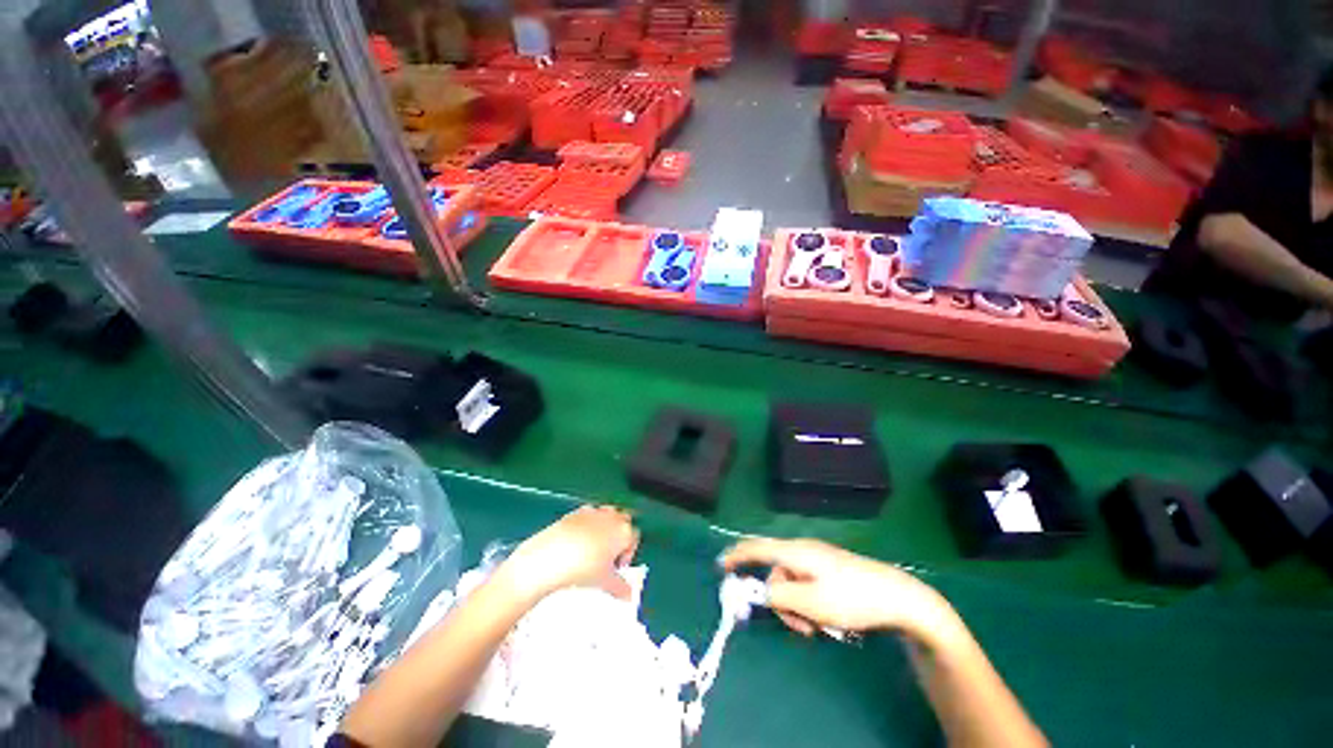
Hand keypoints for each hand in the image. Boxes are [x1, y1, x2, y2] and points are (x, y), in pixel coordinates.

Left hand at [498, 505, 639, 602]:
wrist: (549, 558)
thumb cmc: (582, 568)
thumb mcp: (605, 583)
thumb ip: (620, 587)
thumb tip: (628, 595)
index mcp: (624, 531)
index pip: (634, 537)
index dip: (628, 553)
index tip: (618, 567)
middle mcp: (611, 517)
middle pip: (623, 521)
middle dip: (618, 536)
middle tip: (608, 557)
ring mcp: (593, 512)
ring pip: (606, 516)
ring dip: (604, 528)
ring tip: (592, 550)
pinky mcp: (575, 512)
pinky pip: (588, 516)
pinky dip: (587, 526)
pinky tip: (576, 544)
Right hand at [721, 538, 956, 640]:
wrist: (897, 597)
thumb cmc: (851, 598)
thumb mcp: (811, 603)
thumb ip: (779, 595)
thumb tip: (761, 590)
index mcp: (795, 552)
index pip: (757, 547)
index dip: (737, 555)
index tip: (721, 566)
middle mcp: (803, 550)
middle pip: (776, 573)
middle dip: (780, 601)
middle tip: (800, 628)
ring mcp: (817, 559)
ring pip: (791, 583)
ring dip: (797, 607)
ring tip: (819, 627)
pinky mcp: (829, 570)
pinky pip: (806, 585)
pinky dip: (808, 603)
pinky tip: (827, 618)